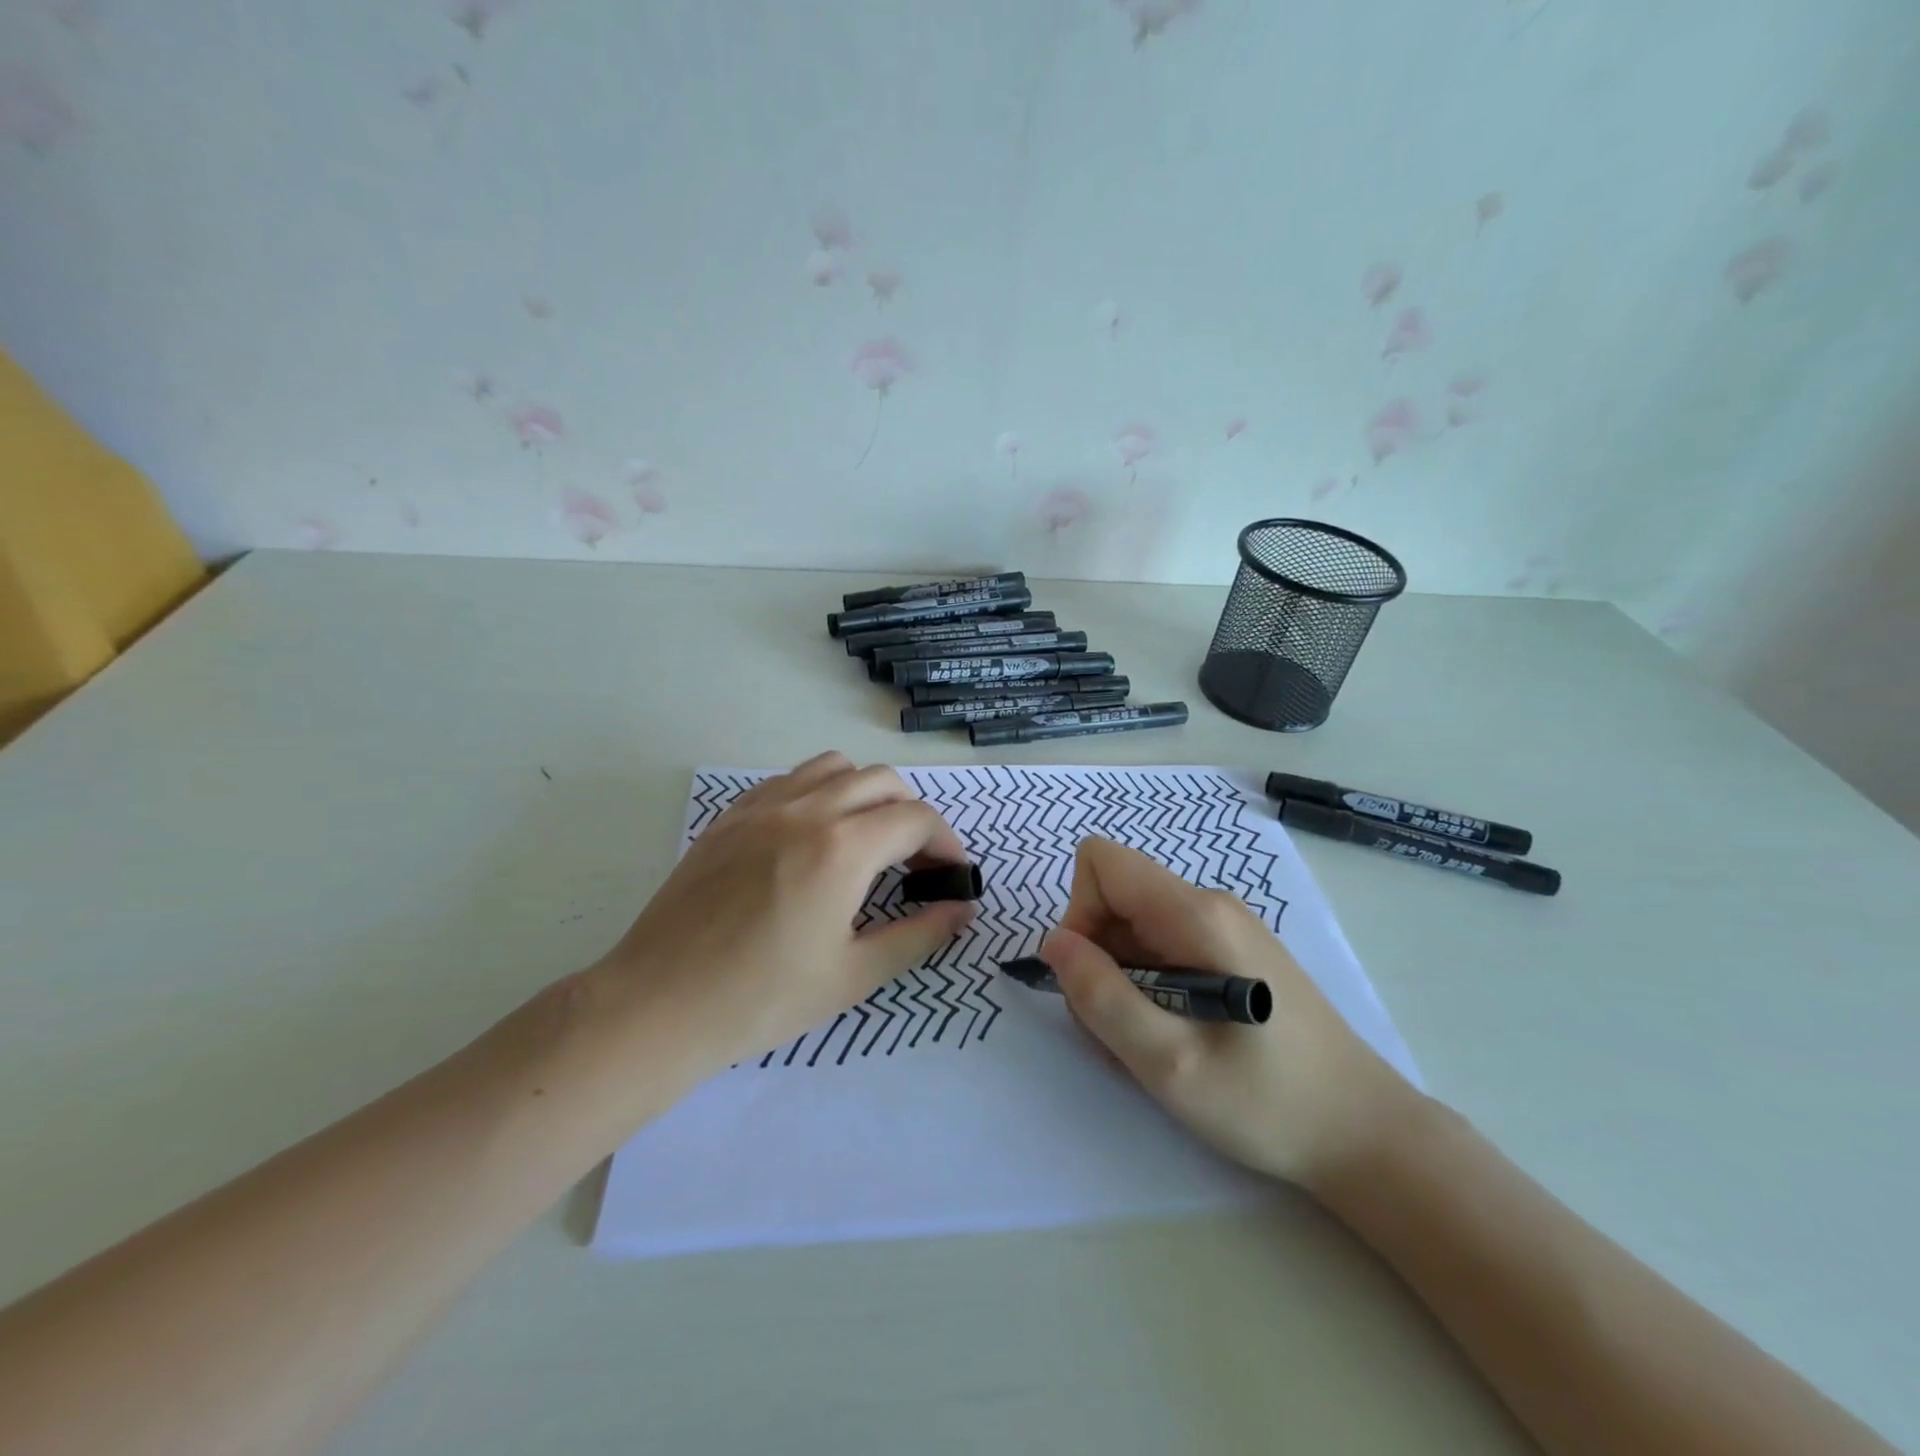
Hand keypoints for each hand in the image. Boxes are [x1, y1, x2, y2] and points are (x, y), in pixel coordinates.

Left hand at [594, 752, 976, 1076]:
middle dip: (912, 815)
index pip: (916, 819)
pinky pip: (789, 780)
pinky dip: (818, 793)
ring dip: (866, 793)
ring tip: (865, 841)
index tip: (951, 877)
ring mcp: (763, 807)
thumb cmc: (763, 999)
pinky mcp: (730, 817)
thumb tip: (962, 909)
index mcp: (843, 847)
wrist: (659, 1005)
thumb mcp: (854, 975)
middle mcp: (807, 810)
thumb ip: (918, 935)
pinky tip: (811, 838)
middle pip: (882, 781)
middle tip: (913, 863)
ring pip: (835, 767)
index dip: (946, 844)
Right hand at [1040, 836, 1417, 1187]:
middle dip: (1097, 957)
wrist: (1366, 1135)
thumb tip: (1054, 944)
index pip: (1101, 863)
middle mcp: (1209, 904)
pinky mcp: (1232, 952)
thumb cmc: (1268, 1103)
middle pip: (1115, 896)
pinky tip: (1174, 1037)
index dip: (1079, 914)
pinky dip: (1147, 986)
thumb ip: (1101, 997)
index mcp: (1195, 914)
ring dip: (1120, 979)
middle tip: (1121, 1029)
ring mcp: (1224, 927)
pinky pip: (1162, 947)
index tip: (1094, 979)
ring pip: (1134, 926)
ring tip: (1151, 1042)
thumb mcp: (1169, 1063)